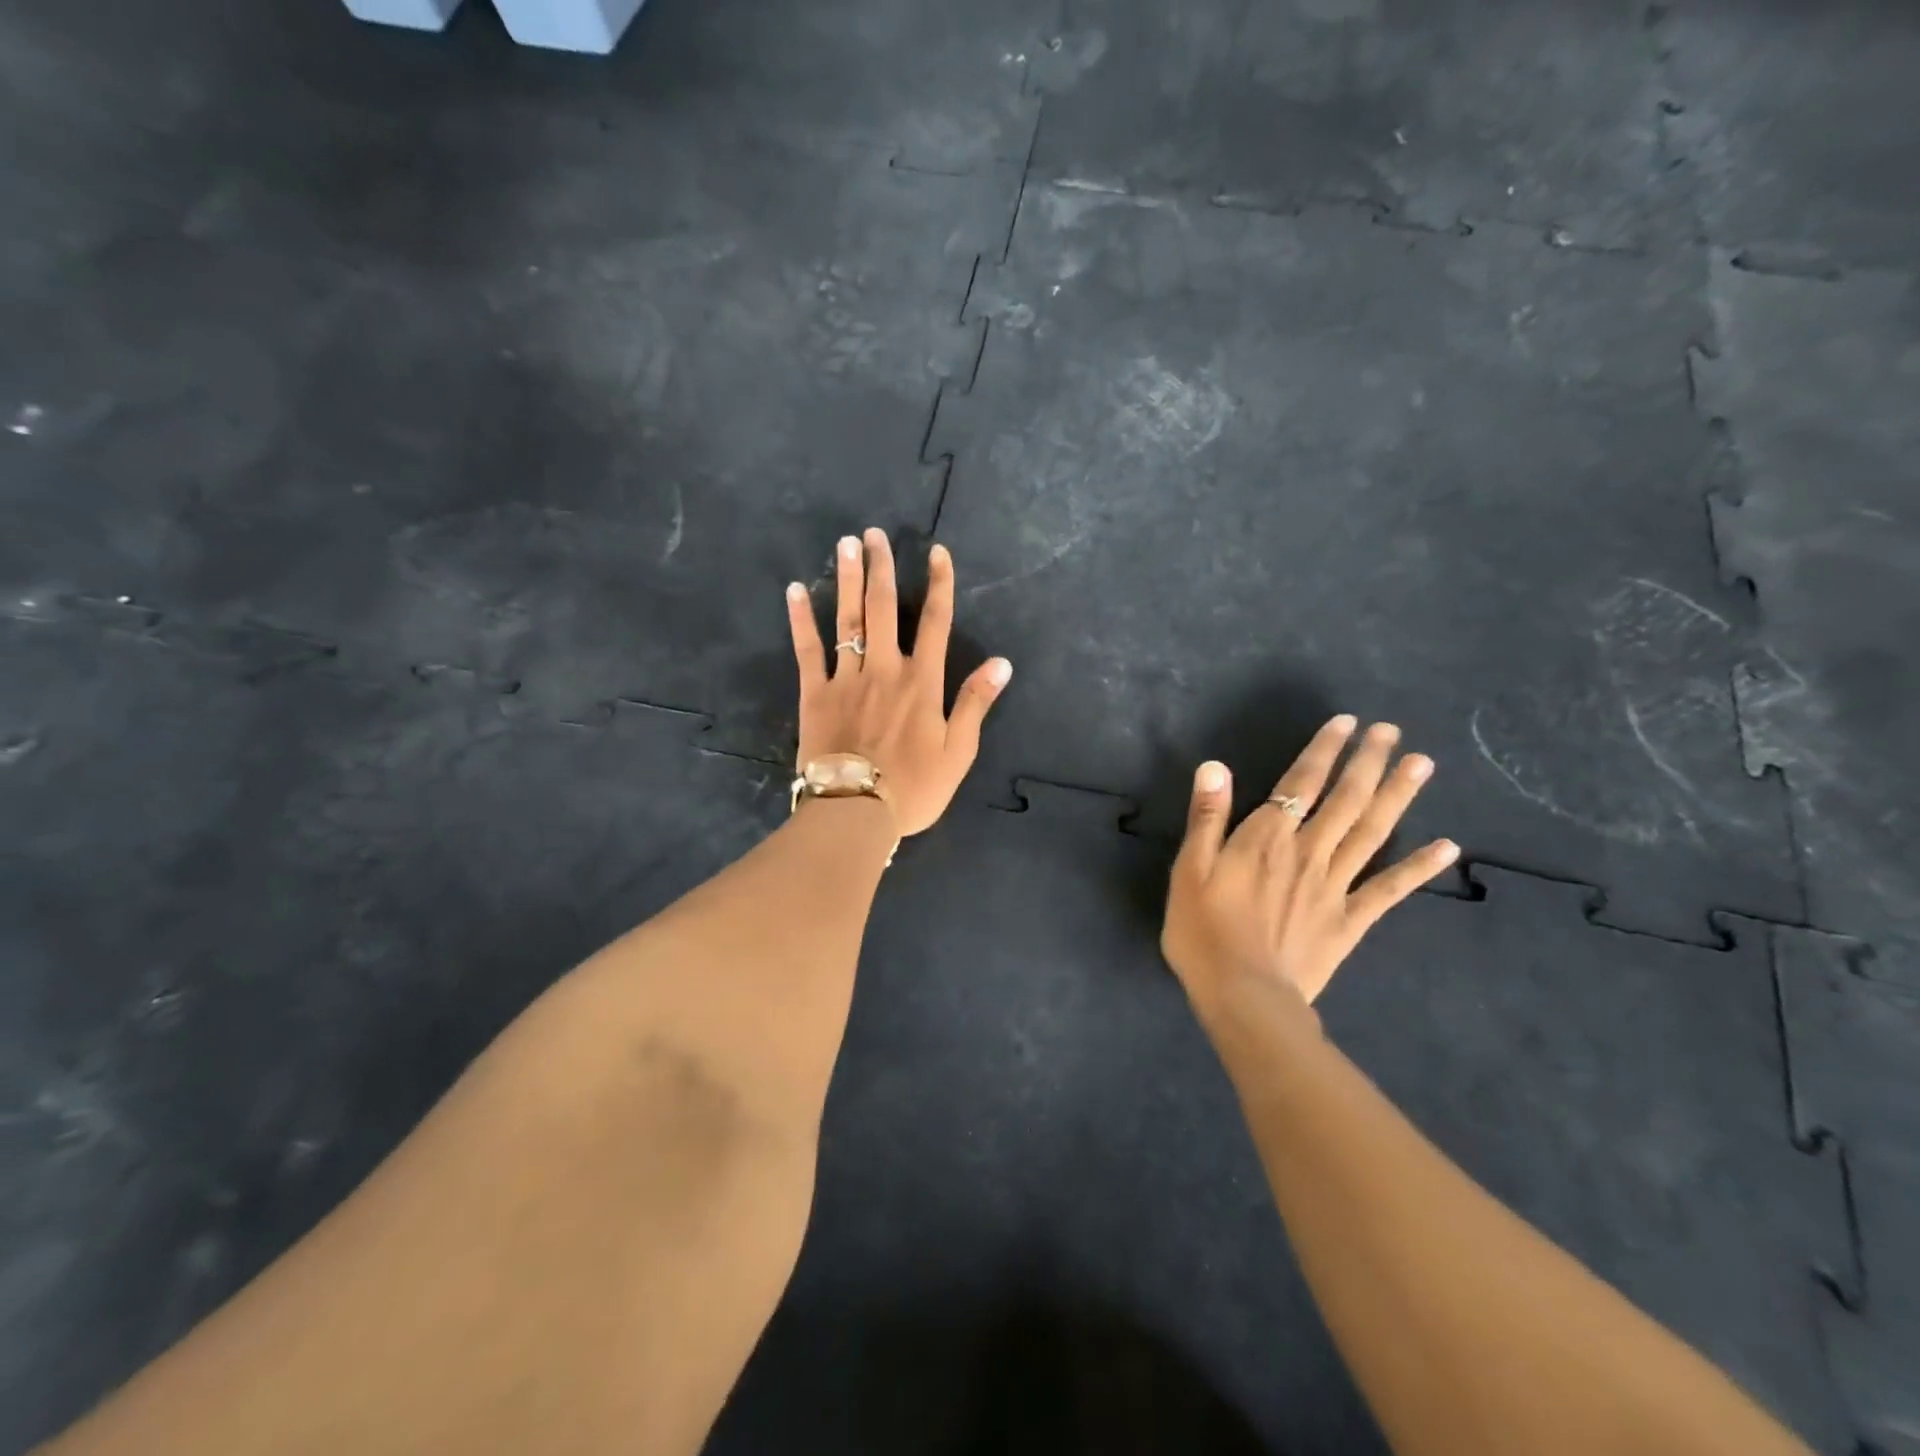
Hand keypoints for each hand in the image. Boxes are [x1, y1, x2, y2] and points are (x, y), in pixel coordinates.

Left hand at [786, 530, 1011, 837]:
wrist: (855, 811)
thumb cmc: (913, 787)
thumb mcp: (957, 752)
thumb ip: (975, 703)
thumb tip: (1001, 663)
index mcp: (922, 682)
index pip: (936, 622)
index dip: (939, 585)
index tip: (937, 552)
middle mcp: (885, 668)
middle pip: (885, 608)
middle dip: (883, 568)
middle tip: (875, 533)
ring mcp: (847, 678)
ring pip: (848, 619)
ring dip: (848, 579)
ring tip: (845, 544)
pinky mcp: (815, 693)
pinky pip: (808, 649)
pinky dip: (802, 619)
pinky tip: (795, 590)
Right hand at [1161, 715, 1459, 1020]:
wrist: (1244, 996)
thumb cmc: (1204, 931)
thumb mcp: (1190, 870)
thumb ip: (1207, 817)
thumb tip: (1216, 766)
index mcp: (1267, 838)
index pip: (1300, 783)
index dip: (1324, 751)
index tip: (1347, 723)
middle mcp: (1308, 852)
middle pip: (1344, 799)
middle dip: (1367, 762)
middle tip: (1391, 732)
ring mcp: (1335, 886)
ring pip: (1372, 832)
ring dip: (1398, 796)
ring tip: (1421, 764)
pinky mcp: (1350, 920)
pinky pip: (1389, 889)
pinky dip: (1419, 867)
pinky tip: (1447, 846)